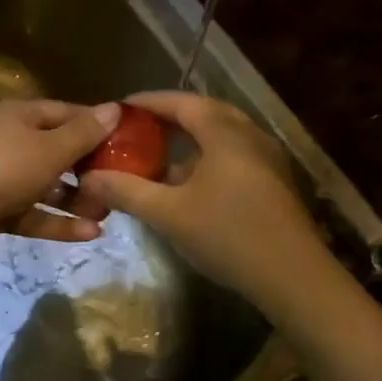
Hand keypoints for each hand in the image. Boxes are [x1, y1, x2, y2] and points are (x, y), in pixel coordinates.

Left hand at [0, 98, 120, 262]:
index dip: (98, 126)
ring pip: (47, 187)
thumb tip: (114, 109)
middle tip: (122, 184)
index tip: (130, 141)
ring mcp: (1, 178)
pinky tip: (91, 234)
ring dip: (76, 200)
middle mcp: (11, 142)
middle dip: (90, 169)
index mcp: (21, 116)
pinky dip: (58, 222)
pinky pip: (33, 213)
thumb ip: (83, 133)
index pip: (67, 114)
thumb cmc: (0, 166)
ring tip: (109, 213)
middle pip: (58, 152)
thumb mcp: (49, 148)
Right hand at [72, 91, 326, 301]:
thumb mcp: (167, 214)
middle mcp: (249, 136)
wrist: (294, 278)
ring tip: (157, 157)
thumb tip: (87, 178)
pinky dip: (206, 158)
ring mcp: (267, 159)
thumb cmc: (228, 236)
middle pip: (204, 113)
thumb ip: (126, 191)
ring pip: (221, 136)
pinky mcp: (273, 183)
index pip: (181, 102)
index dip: (147, 102)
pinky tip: (187, 185)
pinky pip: (233, 155)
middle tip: (136, 129)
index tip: (119, 109)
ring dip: (188, 141)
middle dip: (168, 118)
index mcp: (224, 133)